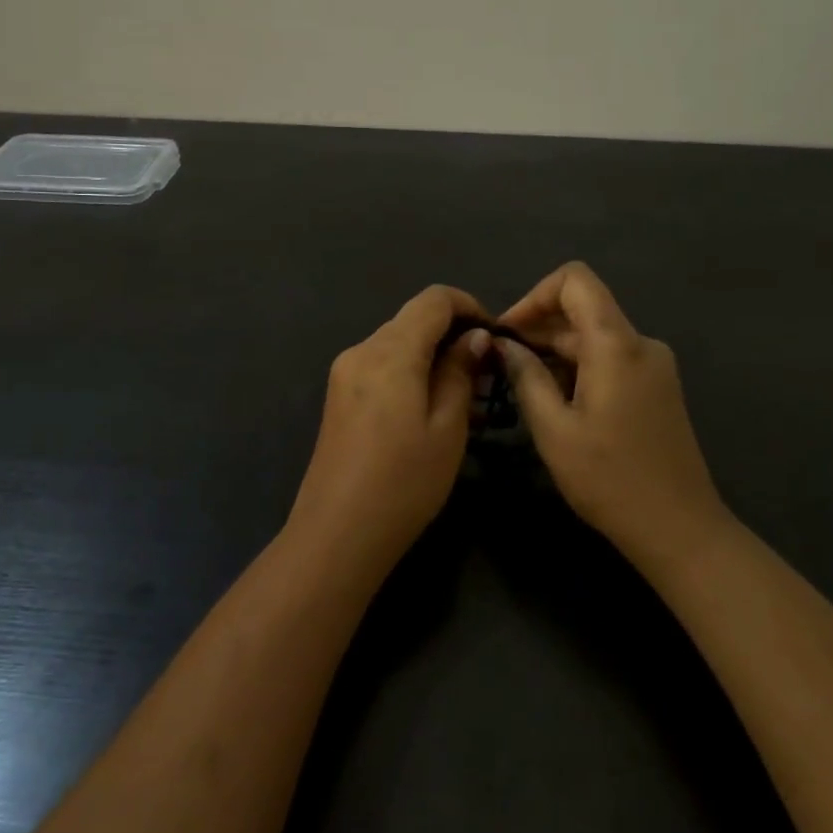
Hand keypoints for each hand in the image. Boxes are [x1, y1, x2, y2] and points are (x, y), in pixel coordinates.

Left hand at [289, 286, 491, 569]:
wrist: (337, 533)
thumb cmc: (404, 483)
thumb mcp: (447, 427)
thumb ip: (460, 372)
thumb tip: (474, 336)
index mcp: (389, 352)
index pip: (434, 299)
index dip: (469, 306)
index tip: (495, 338)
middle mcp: (361, 350)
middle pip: (413, 319)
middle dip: (452, 334)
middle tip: (486, 375)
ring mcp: (344, 372)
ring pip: (397, 342)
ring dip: (431, 354)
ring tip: (464, 394)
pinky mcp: (338, 395)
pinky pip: (380, 365)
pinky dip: (409, 371)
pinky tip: (429, 406)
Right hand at [497, 263, 730, 567]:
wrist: (679, 528)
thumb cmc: (610, 479)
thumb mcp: (554, 430)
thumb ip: (527, 377)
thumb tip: (504, 344)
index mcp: (617, 345)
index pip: (575, 280)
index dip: (534, 296)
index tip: (508, 333)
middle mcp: (640, 343)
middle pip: (582, 310)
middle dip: (537, 329)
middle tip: (501, 366)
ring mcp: (653, 365)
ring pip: (593, 337)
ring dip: (554, 352)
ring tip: (521, 387)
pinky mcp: (657, 386)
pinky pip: (609, 358)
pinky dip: (577, 367)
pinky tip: (555, 401)